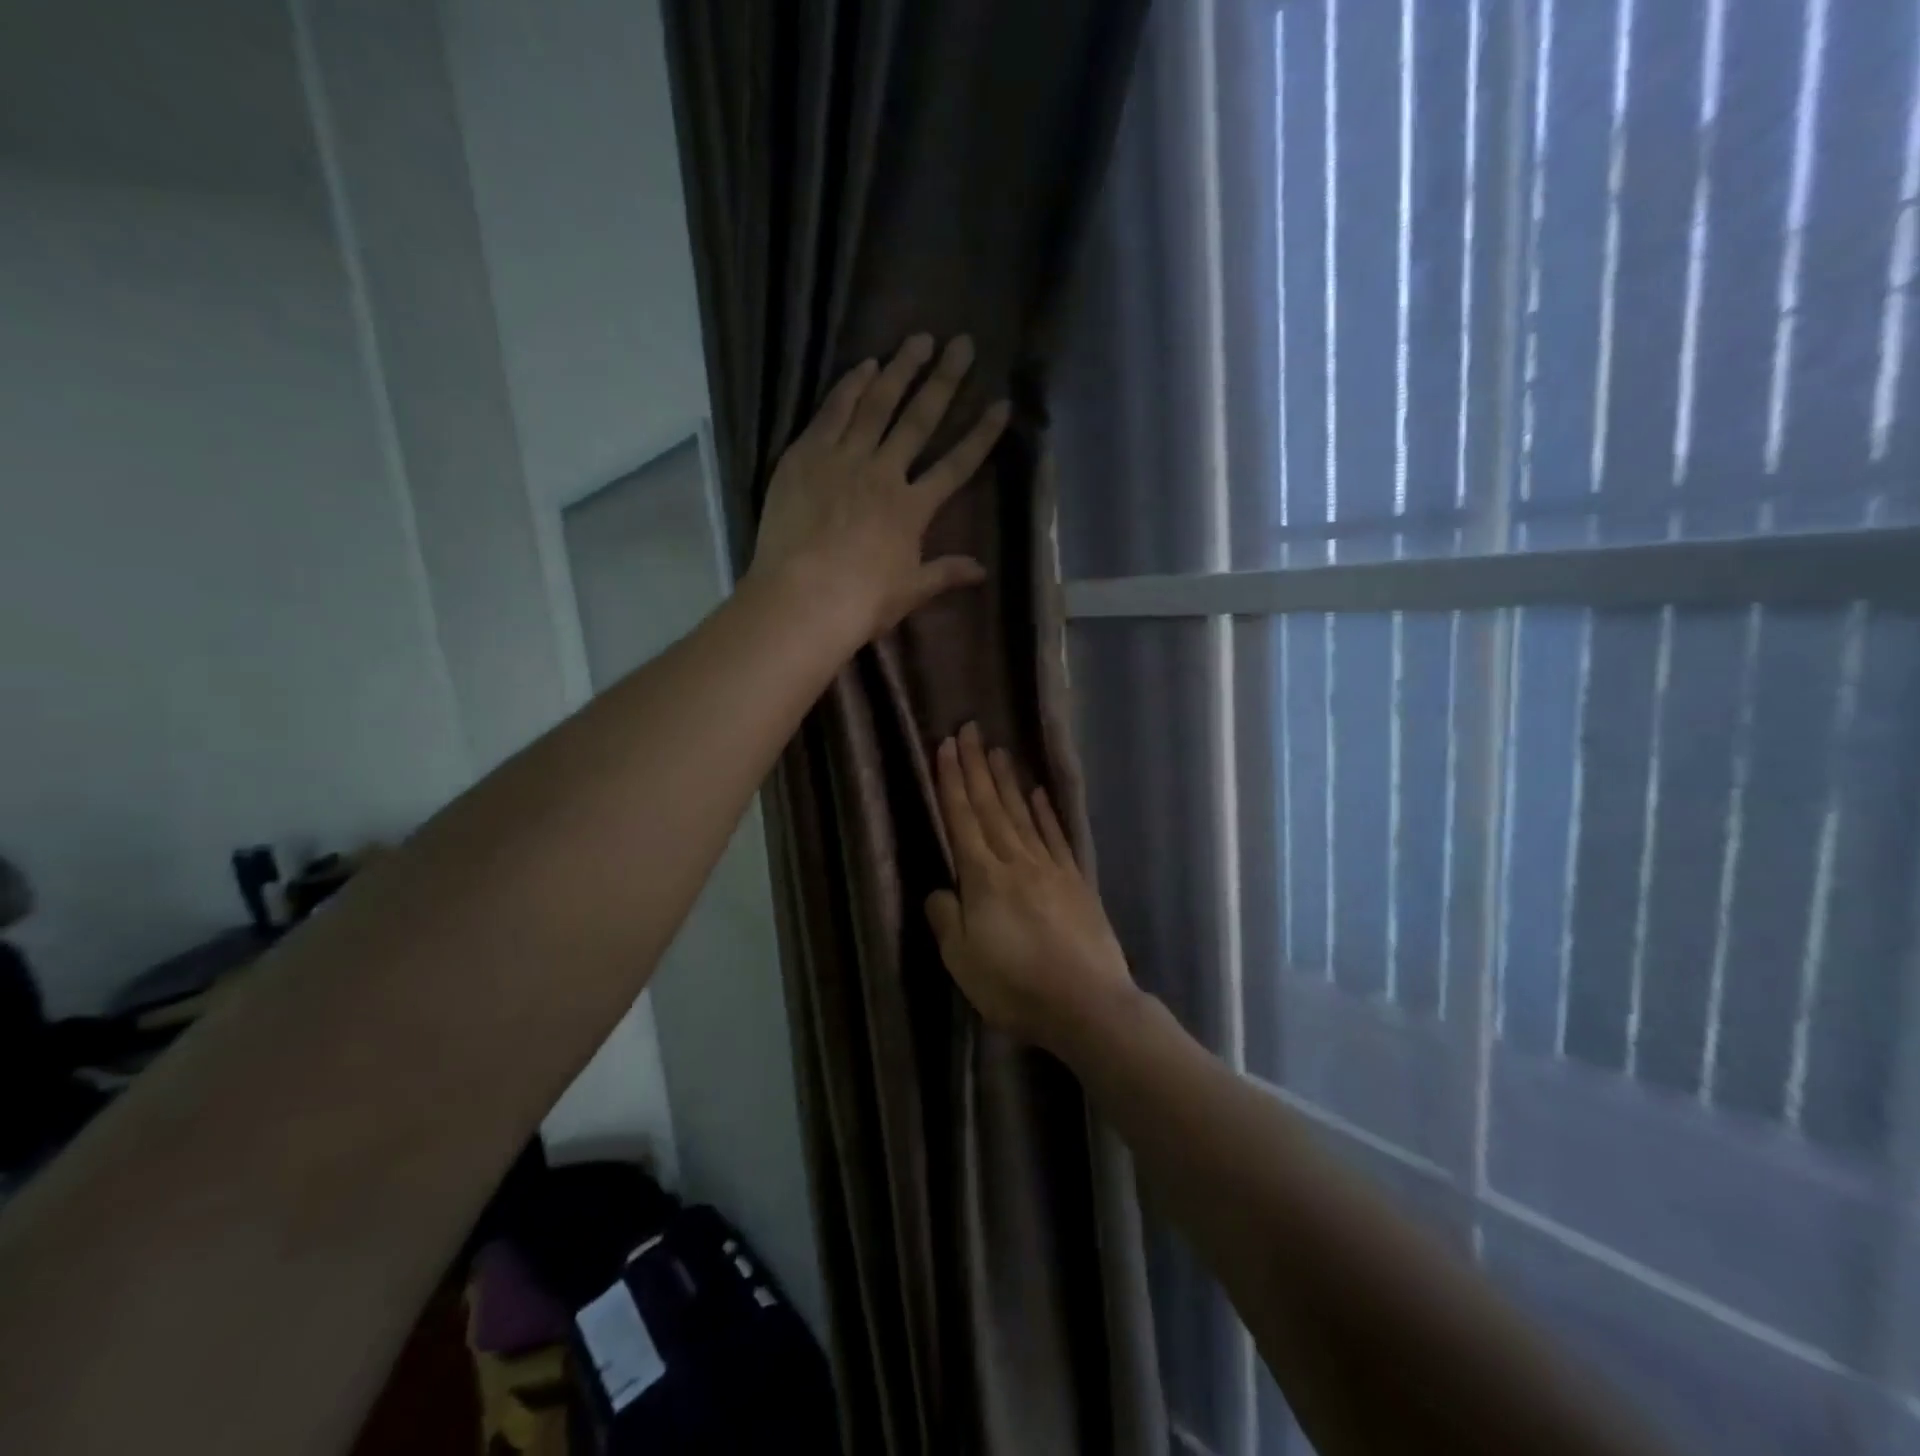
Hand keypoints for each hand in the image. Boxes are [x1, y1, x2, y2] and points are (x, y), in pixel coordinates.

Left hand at [749, 334, 1010, 643]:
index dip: (981, 435)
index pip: (956, 465)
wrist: (802, 599)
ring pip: (877, 404)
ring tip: (918, 339)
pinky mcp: (805, 455)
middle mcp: (883, 473)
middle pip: (919, 420)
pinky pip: (832, 411)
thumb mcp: (910, 592)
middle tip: (962, 343)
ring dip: (900, 369)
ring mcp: (843, 459)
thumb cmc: (860, 603)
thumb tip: (982, 571)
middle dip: (945, 381)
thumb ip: (945, 573)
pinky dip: (849, 386)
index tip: (1001, 404)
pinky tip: (864, 364)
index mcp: (912, 509)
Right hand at [926, 724, 1136, 1050]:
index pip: (962, 818)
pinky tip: (1038, 794)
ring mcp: (1050, 868)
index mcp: (983, 877)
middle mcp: (1015, 861)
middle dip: (976, 767)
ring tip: (999, 750)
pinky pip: (1056, 836)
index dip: (952, 781)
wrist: (1087, 1003)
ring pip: (1022, 814)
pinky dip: (1045, 812)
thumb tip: (940, 889)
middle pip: (991, 806)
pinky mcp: (1076, 881)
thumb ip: (946, 919)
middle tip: (969, 729)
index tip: (947, 746)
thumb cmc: (1016, 986)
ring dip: (1007, 781)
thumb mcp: (962, 961)